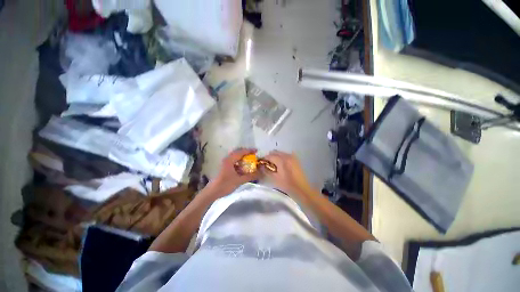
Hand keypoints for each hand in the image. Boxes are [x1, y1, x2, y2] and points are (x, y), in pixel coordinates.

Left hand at [209, 148, 261, 195]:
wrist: (212, 192)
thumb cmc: (225, 185)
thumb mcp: (239, 180)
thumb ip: (250, 176)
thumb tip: (261, 172)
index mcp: (230, 160)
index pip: (241, 152)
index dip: (249, 150)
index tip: (257, 151)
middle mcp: (227, 159)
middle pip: (238, 152)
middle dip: (246, 153)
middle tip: (254, 155)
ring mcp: (225, 163)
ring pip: (235, 157)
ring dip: (243, 157)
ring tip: (250, 160)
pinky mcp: (225, 167)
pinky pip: (234, 161)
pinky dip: (239, 162)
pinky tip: (243, 167)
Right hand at [262, 151, 312, 196]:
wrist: (302, 188)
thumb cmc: (287, 185)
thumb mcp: (275, 179)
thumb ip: (267, 171)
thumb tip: (261, 166)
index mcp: (282, 160)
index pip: (269, 156)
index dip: (264, 159)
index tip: (261, 163)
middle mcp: (287, 156)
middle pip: (275, 152)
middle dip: (269, 157)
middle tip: (266, 164)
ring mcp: (292, 157)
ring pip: (280, 153)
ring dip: (275, 156)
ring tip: (273, 165)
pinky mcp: (295, 159)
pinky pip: (285, 155)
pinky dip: (281, 157)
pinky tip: (281, 165)